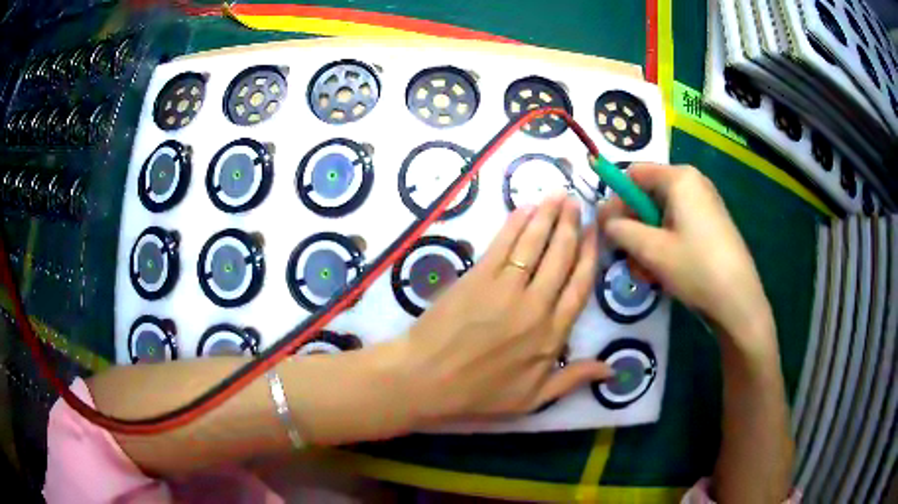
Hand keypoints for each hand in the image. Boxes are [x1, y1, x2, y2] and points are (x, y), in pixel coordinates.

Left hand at [398, 193, 611, 423]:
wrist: (426, 381)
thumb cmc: (479, 395)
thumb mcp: (533, 400)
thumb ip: (573, 379)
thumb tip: (613, 371)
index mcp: (552, 335)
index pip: (579, 286)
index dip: (589, 256)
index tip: (595, 233)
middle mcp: (535, 306)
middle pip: (560, 257)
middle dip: (571, 226)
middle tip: (576, 202)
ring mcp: (505, 288)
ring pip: (535, 245)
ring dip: (548, 217)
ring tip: (558, 196)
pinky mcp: (477, 277)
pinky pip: (503, 244)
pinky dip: (516, 224)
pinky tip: (525, 209)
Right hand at [597, 164, 773, 351]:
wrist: (739, 301)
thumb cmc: (696, 268)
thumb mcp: (651, 250)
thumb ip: (620, 229)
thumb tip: (604, 219)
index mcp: (680, 178)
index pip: (634, 173)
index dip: (616, 198)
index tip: (608, 229)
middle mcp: (693, 183)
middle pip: (648, 194)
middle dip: (633, 225)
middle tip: (627, 257)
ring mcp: (705, 204)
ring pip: (662, 214)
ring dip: (647, 240)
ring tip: (646, 272)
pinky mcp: (711, 225)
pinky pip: (678, 226)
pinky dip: (665, 244)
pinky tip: (664, 270)